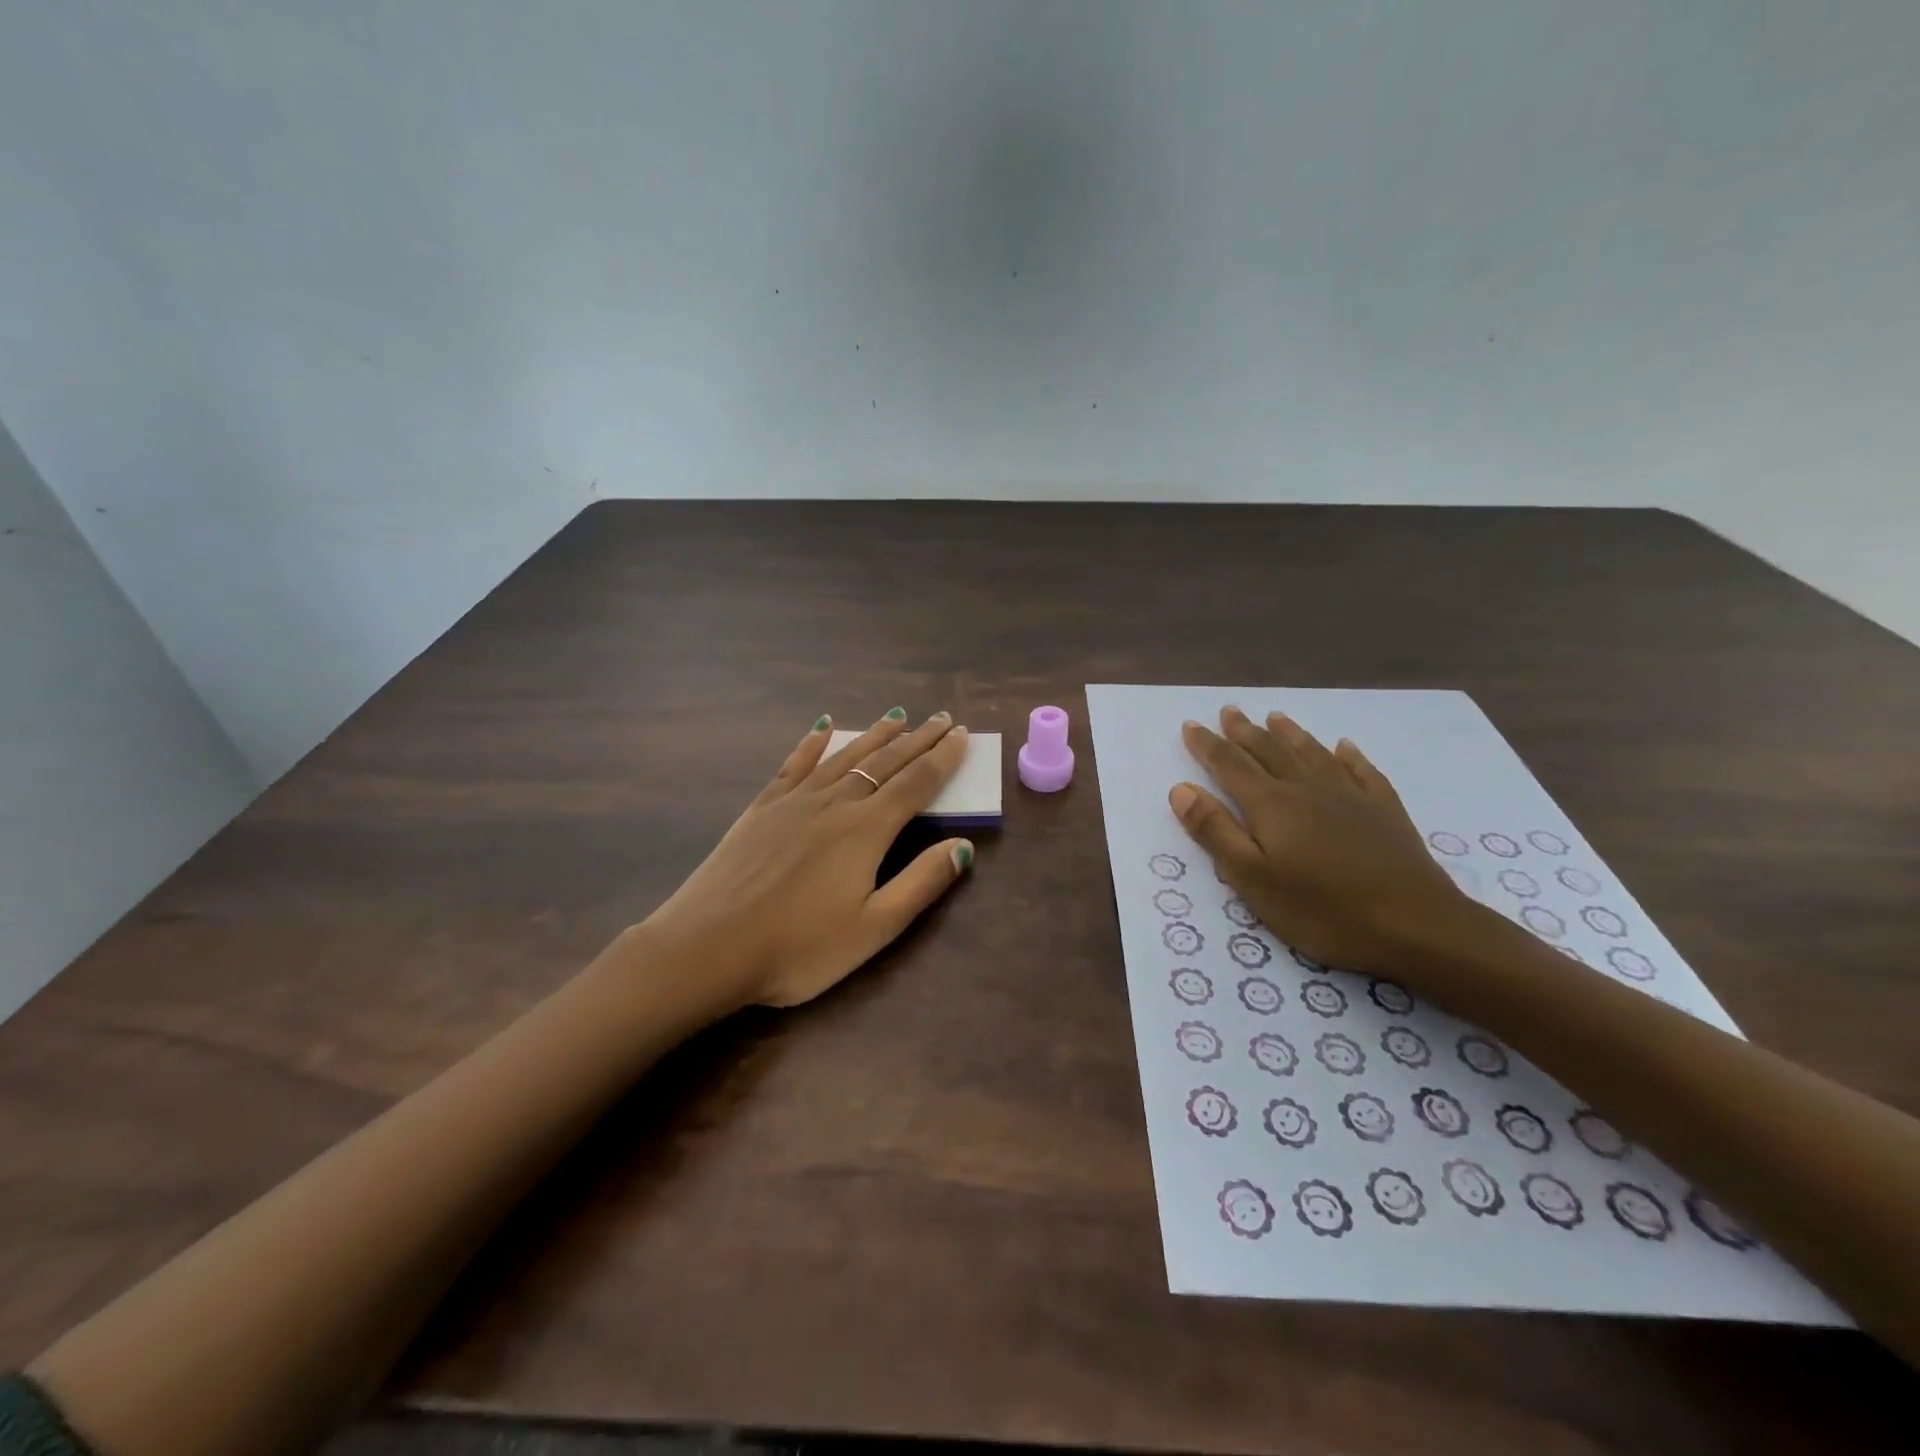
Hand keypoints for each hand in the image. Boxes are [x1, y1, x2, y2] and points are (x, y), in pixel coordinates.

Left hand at [639, 709, 973, 1010]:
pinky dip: (812, 743)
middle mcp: (834, 803)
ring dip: (875, 735)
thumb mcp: (873, 929)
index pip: (916, 784)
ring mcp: (794, 802)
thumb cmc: (798, 949)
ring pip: (844, 757)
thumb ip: (921, 884)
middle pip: (885, 763)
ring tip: (897, 716)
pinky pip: (794, 764)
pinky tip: (823, 727)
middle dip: (918, 739)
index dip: (943, 758)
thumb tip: (964, 846)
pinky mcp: (762, 808)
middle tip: (941, 719)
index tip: (962, 735)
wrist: (708, 948)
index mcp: (866, 831)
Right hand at [1169, 706, 1478, 977]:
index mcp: (1271, 805)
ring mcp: (1350, 796)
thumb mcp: (1252, 878)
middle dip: (1244, 731)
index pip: (1229, 765)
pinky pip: (1362, 771)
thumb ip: (1215, 831)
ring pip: (1312, 754)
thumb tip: (1181, 789)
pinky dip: (1349, 756)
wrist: (1415, 924)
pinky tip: (1344, 747)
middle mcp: (1307, 789)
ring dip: (1290, 734)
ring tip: (1275, 716)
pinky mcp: (1385, 811)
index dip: (1207, 745)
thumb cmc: (1322, 909)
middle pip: (1269, 751)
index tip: (1190, 725)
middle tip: (1228, 710)